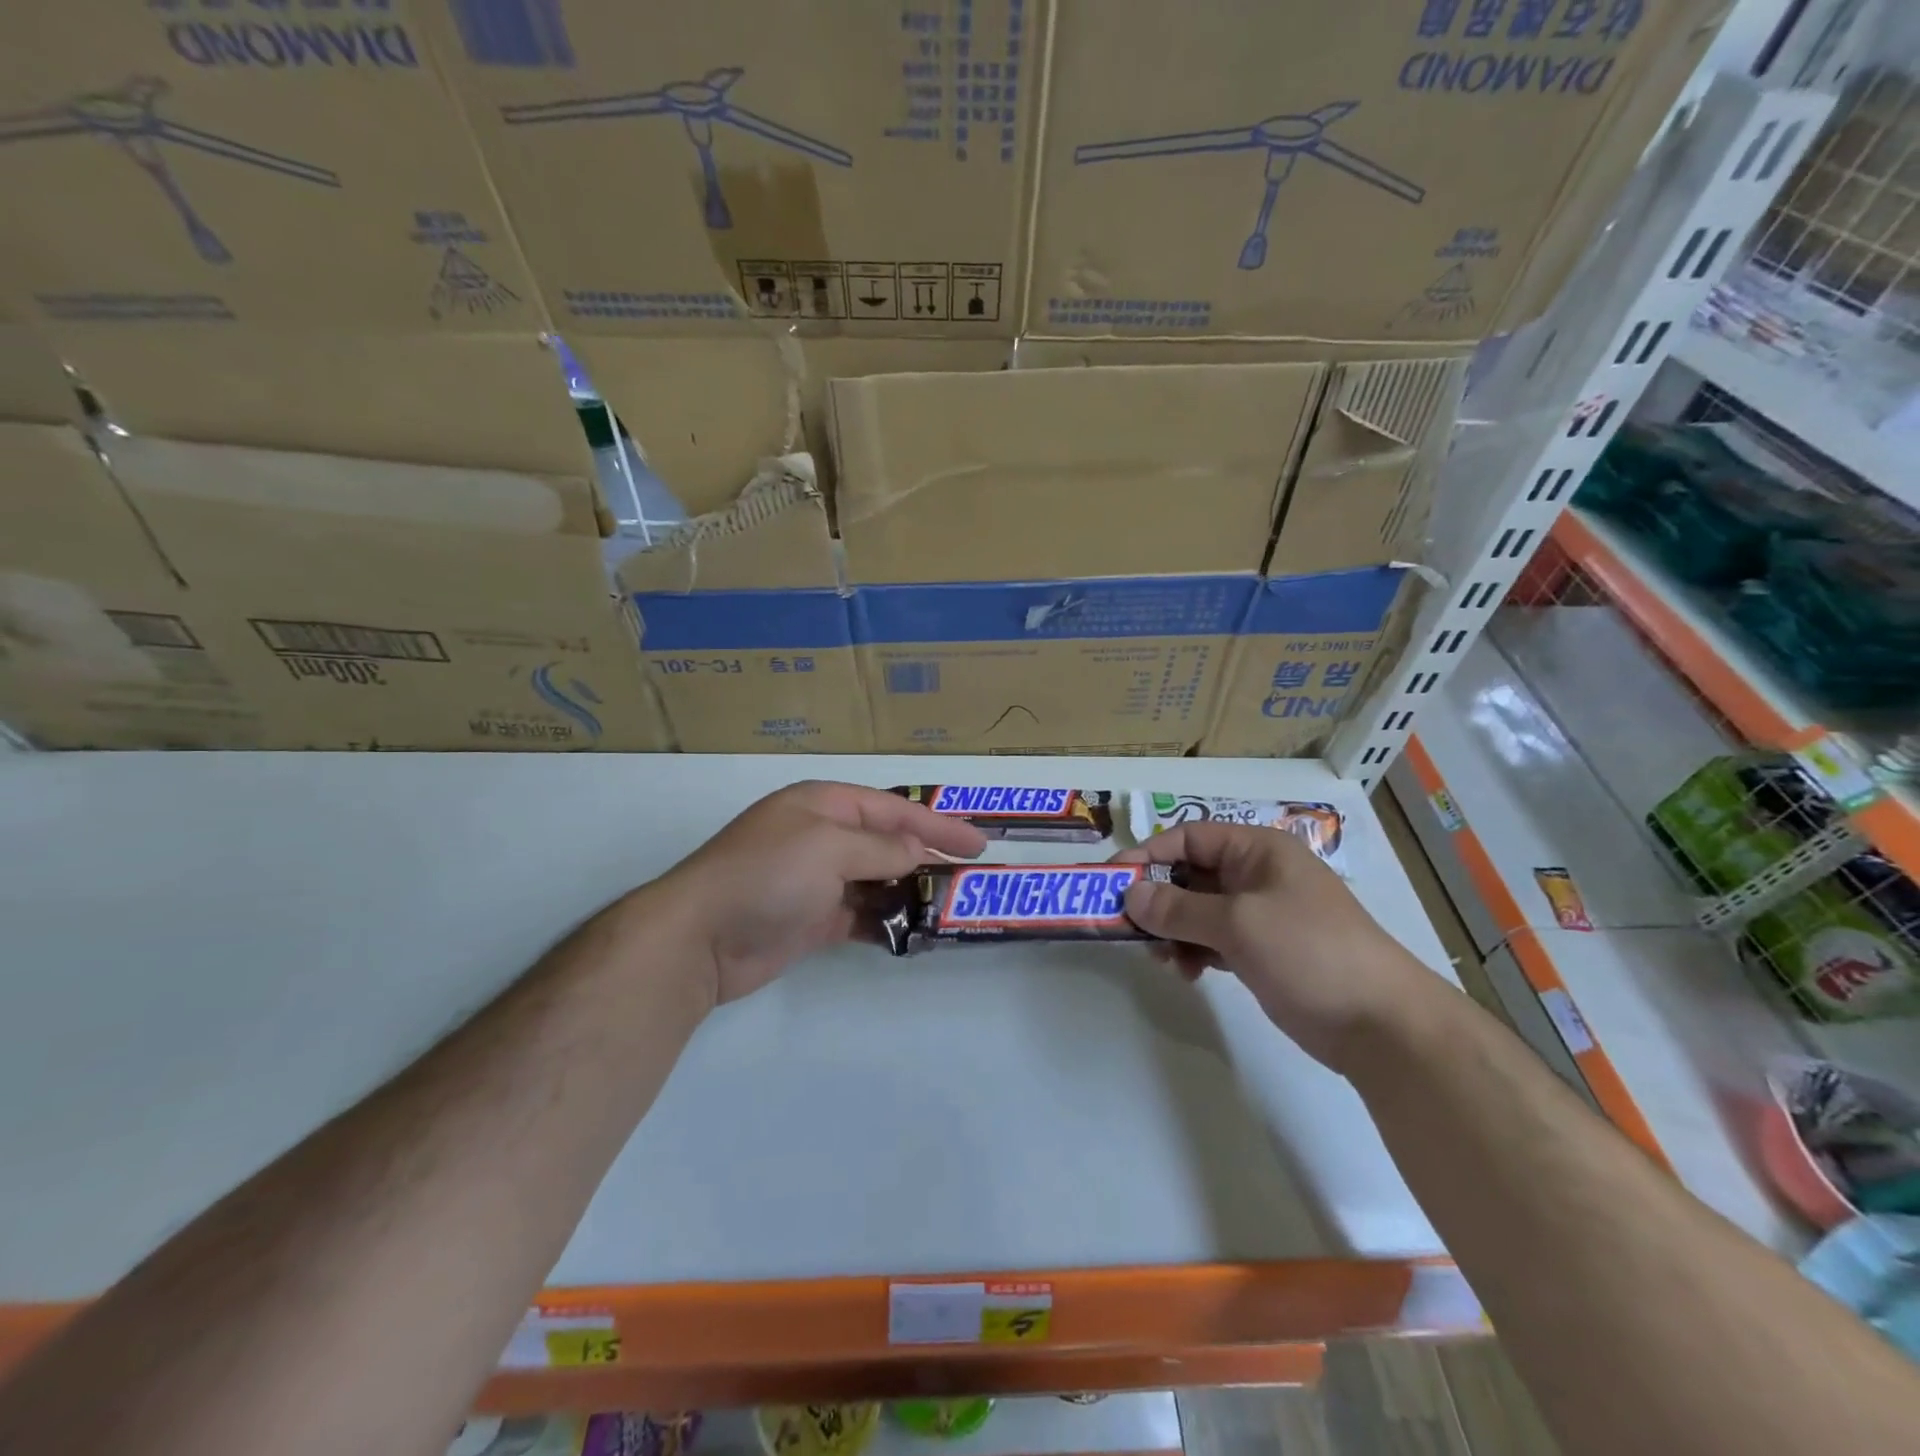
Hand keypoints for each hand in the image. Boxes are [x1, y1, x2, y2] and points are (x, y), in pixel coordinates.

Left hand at [659, 781, 987, 1007]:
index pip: (893, 809)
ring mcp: (816, 879)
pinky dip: (886, 921)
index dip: (937, 824)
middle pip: (887, 842)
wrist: (699, 938)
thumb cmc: (766, 875)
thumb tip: (916, 853)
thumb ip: (880, 849)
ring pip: (877, 880)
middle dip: (927, 857)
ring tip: (949, 906)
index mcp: (824, 805)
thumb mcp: (828, 848)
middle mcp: (822, 836)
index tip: (978, 843)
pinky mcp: (812, 918)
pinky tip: (913, 932)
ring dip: (910, 891)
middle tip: (971, 876)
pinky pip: (861, 914)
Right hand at [1114, 822, 1437, 1071]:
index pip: (1188, 838)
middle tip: (1130, 928)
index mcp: (1257, 850)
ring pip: (1196, 910)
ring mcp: (1259, 914)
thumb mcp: (1237, 923)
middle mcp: (1255, 875)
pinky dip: (1193, 951)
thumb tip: (1129, 894)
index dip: (1147, 855)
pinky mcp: (1261, 950)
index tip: (1111, 882)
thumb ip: (1177, 907)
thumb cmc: (1309, 952)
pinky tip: (1188, 974)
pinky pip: (1211, 939)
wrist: (1381, 1024)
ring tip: (1164, 959)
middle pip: (1188, 874)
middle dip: (1157, 900)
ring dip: (1172, 930)